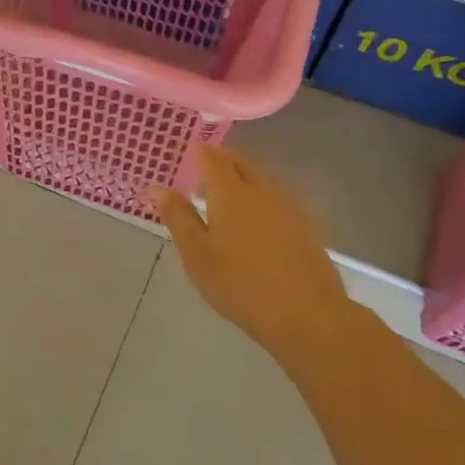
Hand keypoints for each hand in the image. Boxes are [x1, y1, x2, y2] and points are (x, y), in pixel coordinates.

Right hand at [153, 146, 354, 358]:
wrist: (306, 314)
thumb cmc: (240, 284)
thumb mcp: (197, 254)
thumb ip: (178, 217)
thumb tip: (157, 188)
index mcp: (231, 193)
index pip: (213, 159)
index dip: (199, 151)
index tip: (188, 150)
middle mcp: (262, 191)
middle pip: (241, 163)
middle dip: (222, 161)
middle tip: (203, 173)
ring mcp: (289, 207)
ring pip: (262, 179)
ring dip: (242, 178)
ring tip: (225, 198)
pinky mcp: (306, 226)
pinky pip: (277, 197)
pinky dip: (260, 197)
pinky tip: (255, 221)